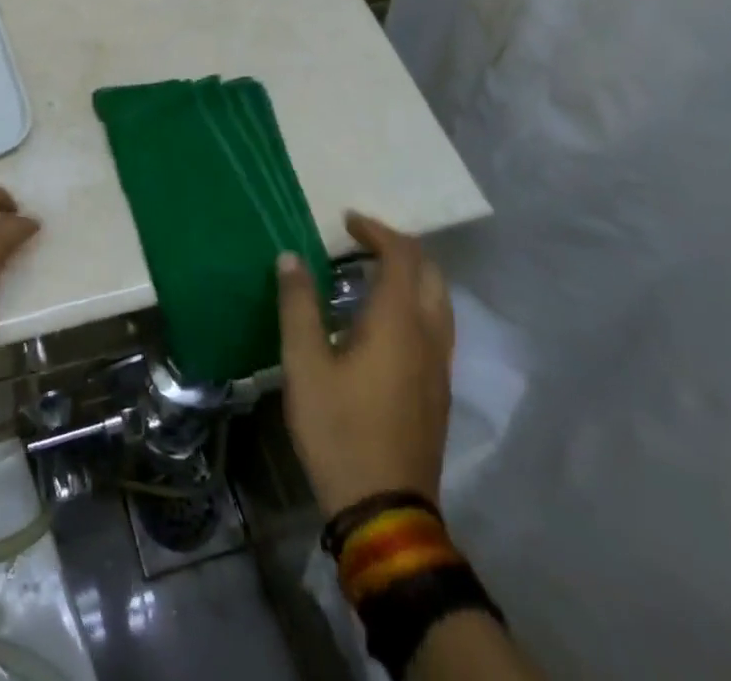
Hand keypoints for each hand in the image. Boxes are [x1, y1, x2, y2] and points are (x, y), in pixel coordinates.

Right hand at [277, 211, 453, 514]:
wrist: (384, 510)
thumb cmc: (339, 429)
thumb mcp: (304, 364)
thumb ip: (298, 305)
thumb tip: (291, 257)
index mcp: (399, 324)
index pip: (403, 257)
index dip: (377, 231)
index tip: (347, 221)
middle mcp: (429, 338)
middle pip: (432, 275)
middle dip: (401, 249)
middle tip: (362, 241)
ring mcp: (439, 368)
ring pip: (439, 303)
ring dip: (411, 277)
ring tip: (371, 274)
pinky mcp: (438, 392)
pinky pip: (435, 328)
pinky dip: (414, 304)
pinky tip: (381, 321)